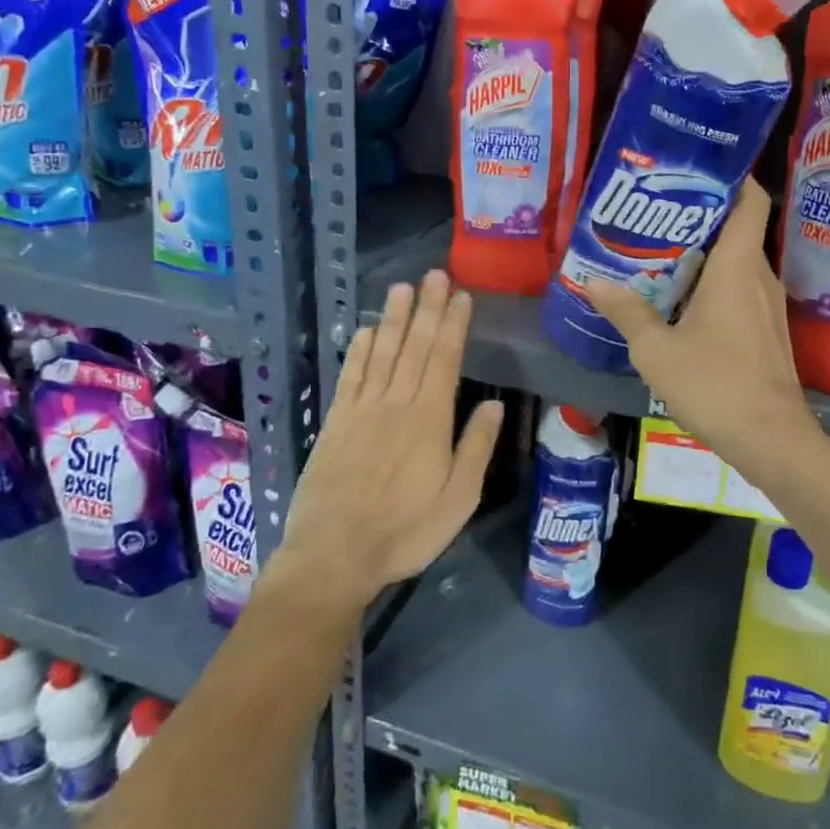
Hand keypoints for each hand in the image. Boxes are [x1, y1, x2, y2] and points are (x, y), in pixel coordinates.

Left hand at [276, 270, 503, 609]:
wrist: (334, 554)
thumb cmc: (405, 530)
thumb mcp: (459, 498)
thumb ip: (476, 448)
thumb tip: (495, 405)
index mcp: (430, 420)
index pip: (445, 360)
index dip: (454, 325)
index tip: (461, 296)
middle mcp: (396, 404)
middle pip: (415, 347)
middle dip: (427, 309)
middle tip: (435, 274)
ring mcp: (362, 410)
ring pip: (383, 353)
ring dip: (395, 319)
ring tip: (403, 288)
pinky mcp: (337, 422)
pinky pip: (351, 376)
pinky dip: (361, 351)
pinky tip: (369, 332)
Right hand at [585, 181, 820, 487]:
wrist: (771, 438)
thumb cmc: (715, 384)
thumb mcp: (656, 349)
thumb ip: (626, 312)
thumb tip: (594, 282)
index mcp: (737, 266)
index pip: (751, 200)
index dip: (733, 176)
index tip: (696, 168)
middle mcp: (759, 276)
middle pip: (737, 228)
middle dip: (700, 216)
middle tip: (655, 212)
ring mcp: (768, 305)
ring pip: (737, 261)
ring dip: (704, 253)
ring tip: (659, 252)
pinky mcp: (767, 330)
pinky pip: (739, 289)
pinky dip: (713, 283)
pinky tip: (680, 300)